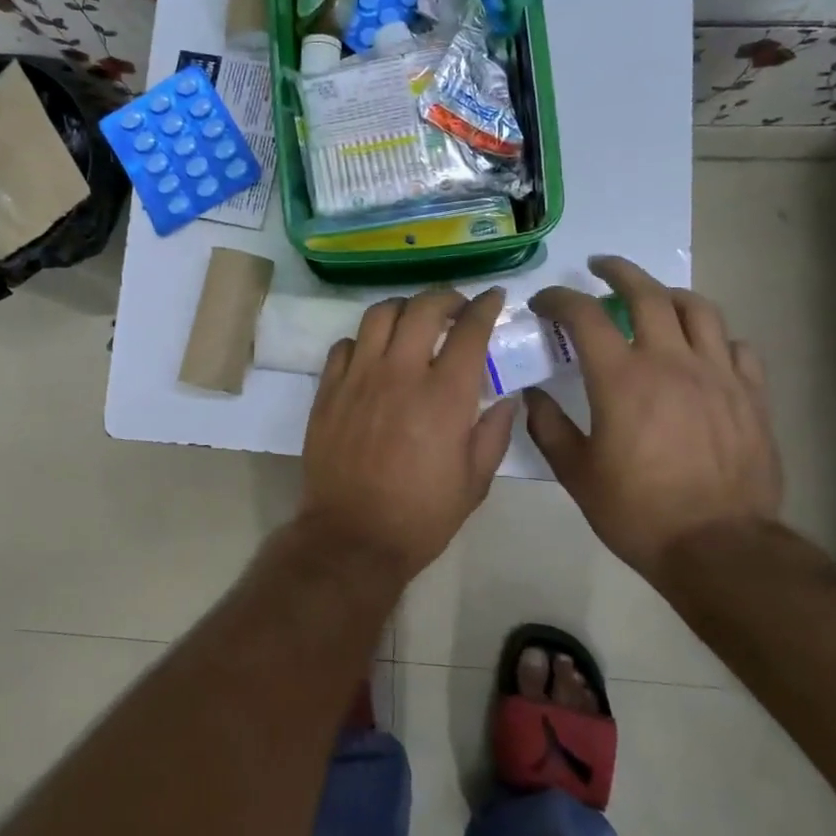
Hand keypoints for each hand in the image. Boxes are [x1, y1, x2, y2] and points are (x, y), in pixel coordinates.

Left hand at [298, 288, 518, 581]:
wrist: (352, 537)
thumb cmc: (421, 515)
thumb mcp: (475, 481)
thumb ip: (495, 432)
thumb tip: (507, 397)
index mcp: (444, 395)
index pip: (469, 330)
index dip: (485, 306)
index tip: (494, 298)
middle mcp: (401, 373)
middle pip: (422, 308)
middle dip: (445, 297)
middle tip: (455, 307)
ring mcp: (359, 377)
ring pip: (378, 315)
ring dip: (403, 309)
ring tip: (412, 321)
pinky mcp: (329, 390)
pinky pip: (344, 345)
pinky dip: (363, 340)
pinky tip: (373, 354)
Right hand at [525, 256, 781, 583]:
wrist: (720, 548)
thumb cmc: (638, 512)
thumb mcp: (576, 474)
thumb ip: (548, 427)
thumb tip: (531, 395)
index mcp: (622, 378)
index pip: (584, 315)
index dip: (559, 299)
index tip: (544, 303)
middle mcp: (671, 362)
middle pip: (647, 293)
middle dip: (618, 272)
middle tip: (600, 268)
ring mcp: (718, 375)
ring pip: (698, 309)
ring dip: (669, 294)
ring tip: (654, 297)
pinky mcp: (752, 396)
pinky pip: (737, 347)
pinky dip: (714, 338)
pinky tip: (703, 349)